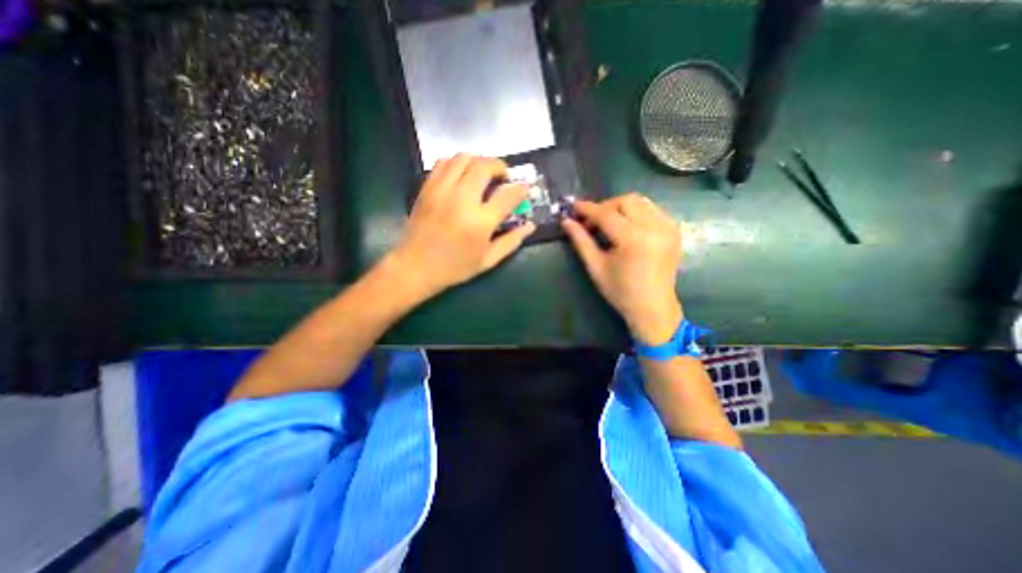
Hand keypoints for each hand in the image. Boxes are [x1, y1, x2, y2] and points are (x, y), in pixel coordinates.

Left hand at [389, 155, 535, 296]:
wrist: (415, 267)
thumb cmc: (455, 267)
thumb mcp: (488, 260)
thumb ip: (511, 241)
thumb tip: (530, 226)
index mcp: (480, 222)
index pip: (507, 195)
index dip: (520, 189)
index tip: (524, 188)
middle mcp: (462, 200)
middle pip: (485, 166)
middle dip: (500, 166)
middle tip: (503, 177)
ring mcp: (441, 190)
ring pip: (464, 158)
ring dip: (479, 161)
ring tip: (483, 174)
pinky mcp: (427, 188)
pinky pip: (444, 162)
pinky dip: (458, 163)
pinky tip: (462, 175)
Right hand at [562, 195, 681, 345]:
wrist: (653, 307)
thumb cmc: (620, 292)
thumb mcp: (596, 267)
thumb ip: (581, 241)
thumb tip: (566, 221)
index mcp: (634, 240)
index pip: (606, 214)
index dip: (587, 209)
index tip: (573, 206)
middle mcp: (654, 228)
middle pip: (625, 201)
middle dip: (605, 206)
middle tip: (592, 221)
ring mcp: (668, 227)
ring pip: (640, 201)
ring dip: (620, 207)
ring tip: (608, 223)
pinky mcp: (674, 230)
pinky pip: (652, 209)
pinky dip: (636, 212)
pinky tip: (627, 226)